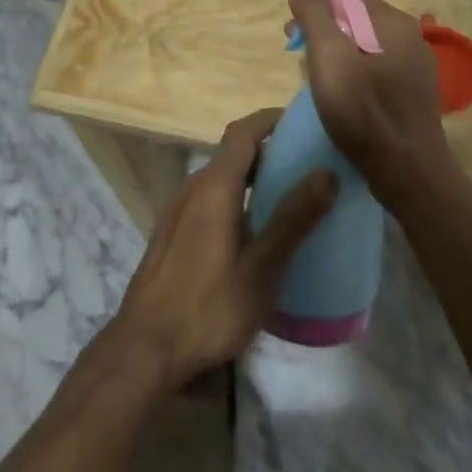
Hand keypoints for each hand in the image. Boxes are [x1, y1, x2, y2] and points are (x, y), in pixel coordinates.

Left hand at [109, 110, 336, 391]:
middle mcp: (193, 187)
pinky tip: (254, 232)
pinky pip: (209, 199)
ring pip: (221, 178)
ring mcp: (178, 210)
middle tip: (307, 165)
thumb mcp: (261, 269)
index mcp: (214, 186)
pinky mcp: (172, 233)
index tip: (303, 123)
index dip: (272, 120)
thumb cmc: (207, 309)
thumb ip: (293, 219)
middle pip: (233, 152)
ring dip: (253, 177)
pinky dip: (236, 198)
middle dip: (269, 151)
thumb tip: (327, 173)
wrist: (143, 351)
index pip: (244, 131)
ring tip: (288, 198)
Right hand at [286, 0, 450, 209]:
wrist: (410, 176)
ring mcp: (413, 66)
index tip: (293, 26)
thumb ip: (315, 14)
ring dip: (334, 51)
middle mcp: (409, 37)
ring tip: (311, 74)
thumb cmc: (365, 114)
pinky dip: (350, 70)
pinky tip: (337, 93)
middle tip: (295, 50)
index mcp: (393, 23)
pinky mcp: (411, 92)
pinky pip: (374, 67)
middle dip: (322, 27)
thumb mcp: (329, 58)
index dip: (316, 1)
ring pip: (363, 44)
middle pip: (355, 17)